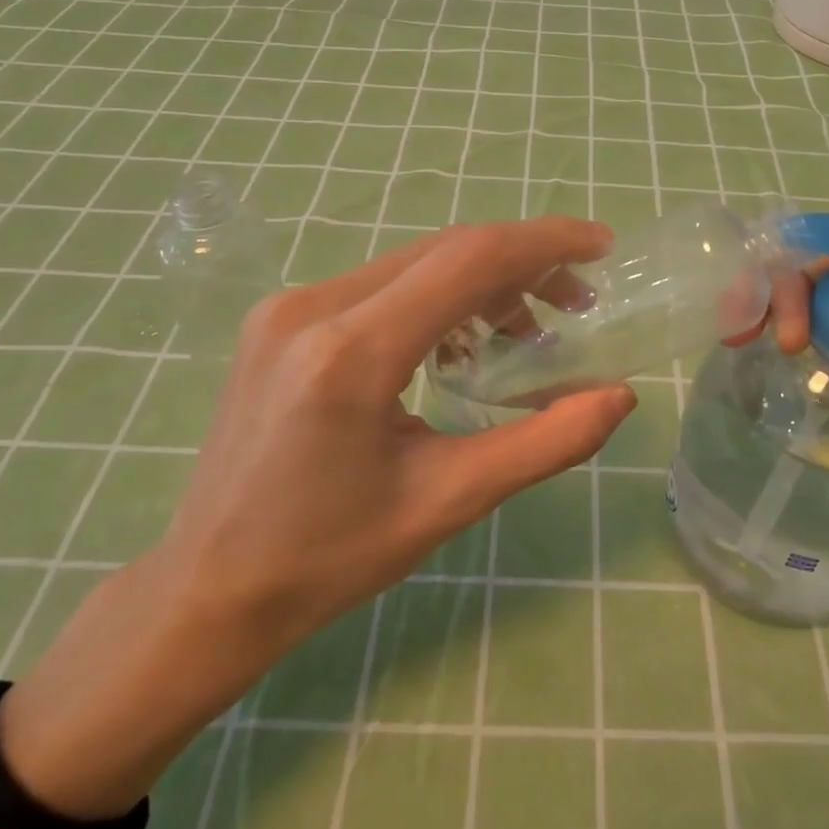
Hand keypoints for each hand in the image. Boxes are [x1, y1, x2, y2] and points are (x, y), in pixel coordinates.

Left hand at [165, 217, 636, 665]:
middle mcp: (313, 307)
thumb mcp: (449, 500)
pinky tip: (456, 343)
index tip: (602, 247)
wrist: (208, 586)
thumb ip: (545, 442)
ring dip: (478, 282)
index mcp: (353, 354)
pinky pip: (379, 283)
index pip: (469, 260)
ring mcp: (288, 306)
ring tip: (523, 332)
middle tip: (574, 302)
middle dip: (521, 264)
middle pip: (445, 251)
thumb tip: (620, 395)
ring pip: (413, 262)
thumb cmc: (331, 556)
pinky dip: (434, 296)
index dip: (545, 242)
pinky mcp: (280, 317)